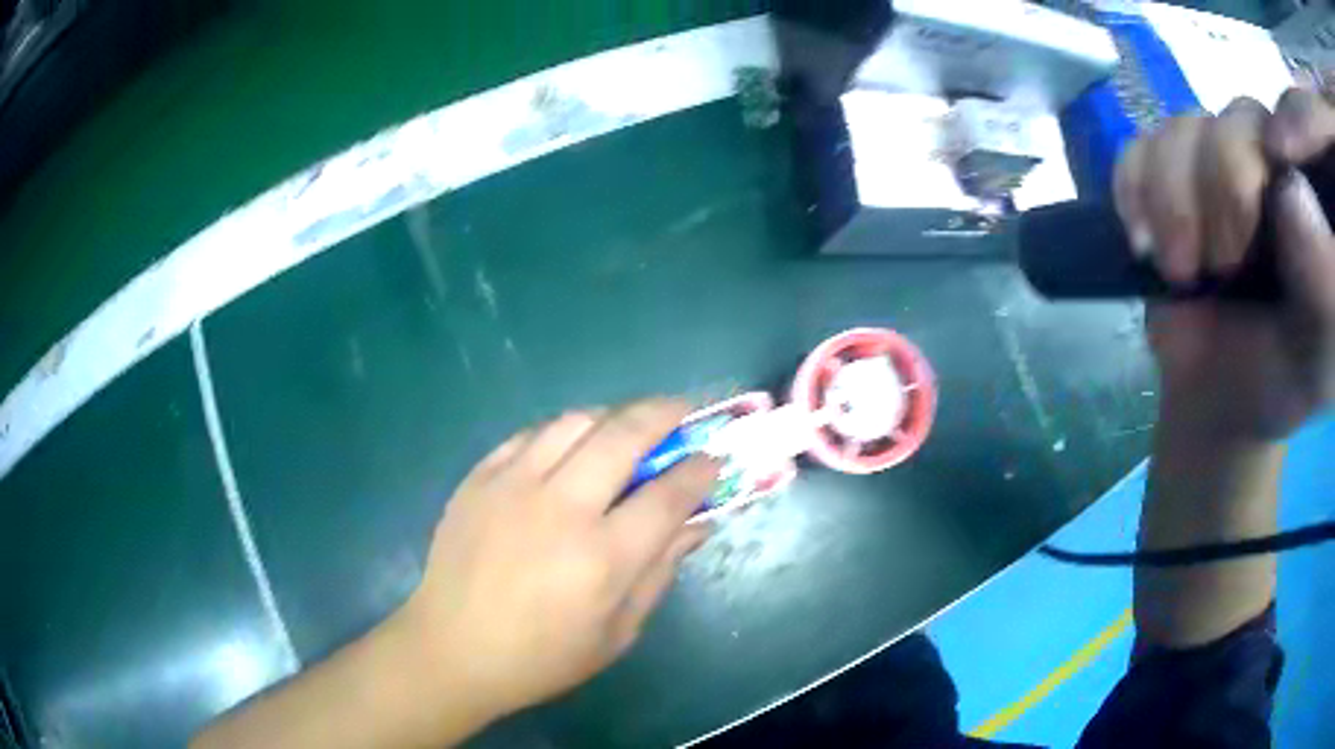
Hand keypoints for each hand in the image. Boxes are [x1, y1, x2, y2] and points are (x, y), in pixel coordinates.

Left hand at [396, 399, 718, 727]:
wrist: (453, 649)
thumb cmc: (543, 656)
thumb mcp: (618, 632)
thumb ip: (661, 572)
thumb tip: (699, 524)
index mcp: (602, 558)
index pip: (668, 493)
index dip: (699, 470)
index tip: (712, 458)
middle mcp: (560, 509)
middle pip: (623, 435)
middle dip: (664, 413)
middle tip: (681, 411)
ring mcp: (513, 486)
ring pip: (574, 421)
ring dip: (612, 415)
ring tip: (626, 427)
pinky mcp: (479, 479)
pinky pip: (529, 435)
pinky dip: (561, 432)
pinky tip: (569, 446)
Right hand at [1114, 89, 1334, 441]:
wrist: (1218, 398)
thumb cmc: (1281, 379)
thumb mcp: (1320, 354)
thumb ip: (1324, 284)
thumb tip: (1291, 192)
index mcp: (1313, 197)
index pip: (1302, 122)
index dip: (1293, 123)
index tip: (1277, 170)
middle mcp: (1274, 160)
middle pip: (1244, 118)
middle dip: (1227, 187)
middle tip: (1227, 264)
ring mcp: (1220, 158)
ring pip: (1187, 127)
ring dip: (1175, 202)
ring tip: (1184, 270)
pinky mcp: (1173, 170)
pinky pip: (1140, 145)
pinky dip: (1135, 192)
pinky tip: (1145, 240)